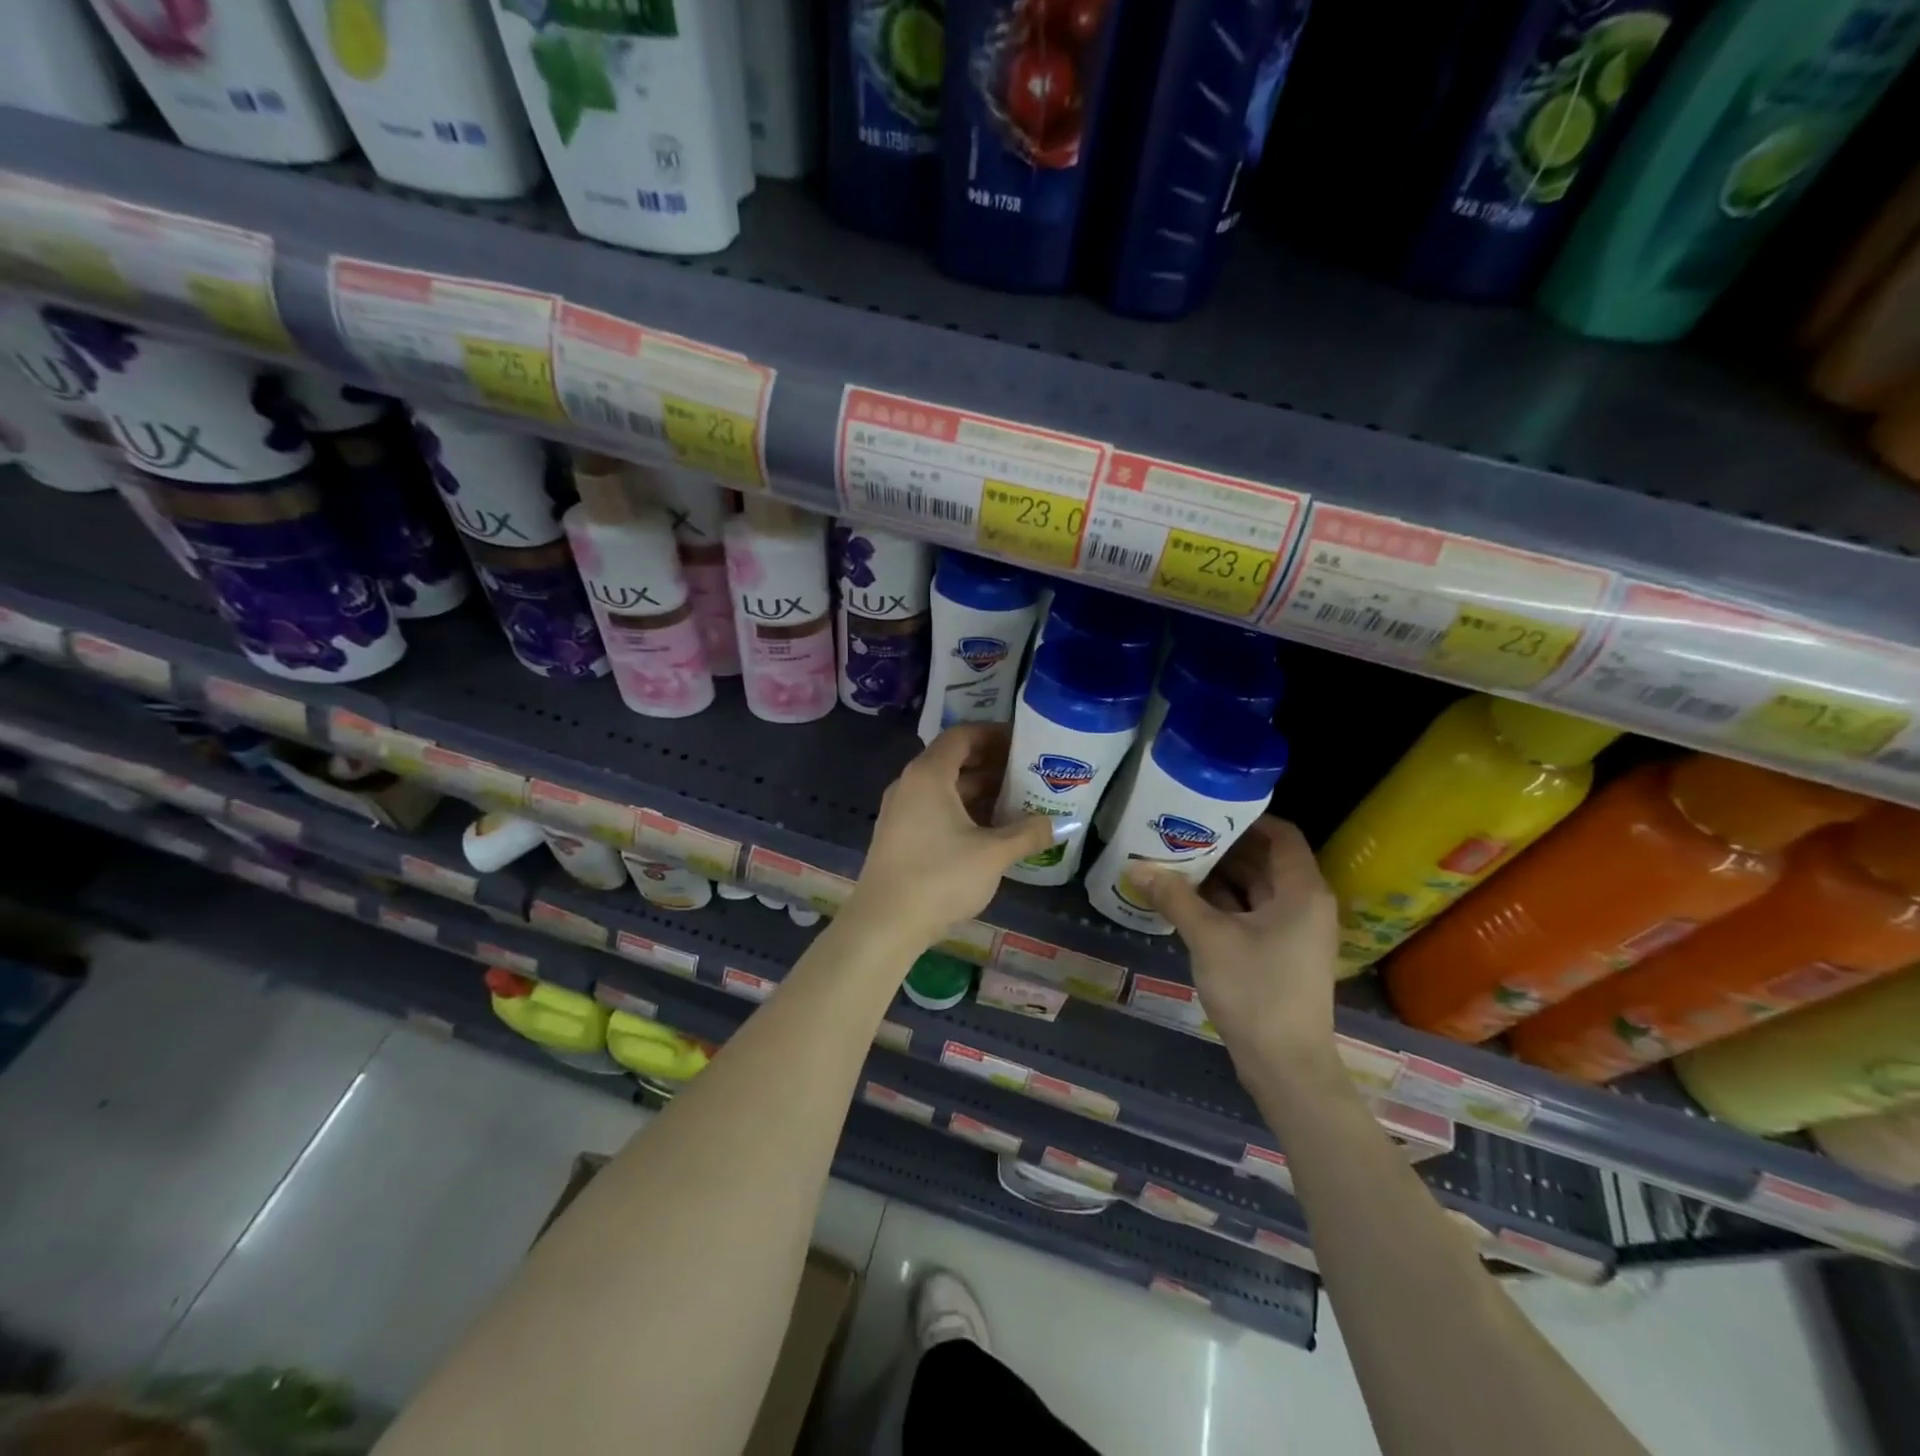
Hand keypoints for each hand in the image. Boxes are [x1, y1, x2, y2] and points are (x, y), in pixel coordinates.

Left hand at [846, 725, 1056, 945]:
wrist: (885, 924)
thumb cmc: (940, 878)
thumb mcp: (992, 854)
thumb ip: (1028, 834)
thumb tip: (1060, 824)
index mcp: (928, 775)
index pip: (961, 736)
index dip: (992, 734)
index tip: (1022, 742)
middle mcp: (909, 784)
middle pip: (952, 760)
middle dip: (990, 764)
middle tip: (1026, 772)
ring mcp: (900, 811)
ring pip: (943, 787)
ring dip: (977, 790)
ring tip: (1014, 801)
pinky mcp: (898, 836)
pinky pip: (933, 808)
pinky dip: (961, 810)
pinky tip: (987, 830)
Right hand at [1135, 818, 1339, 1071]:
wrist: (1286, 1066)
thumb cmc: (1256, 991)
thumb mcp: (1209, 937)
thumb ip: (1174, 897)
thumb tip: (1135, 866)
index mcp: (1302, 891)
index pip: (1281, 834)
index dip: (1247, 818)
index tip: (1206, 809)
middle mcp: (1304, 904)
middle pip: (1265, 860)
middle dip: (1223, 847)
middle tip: (1179, 831)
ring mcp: (1293, 931)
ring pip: (1254, 889)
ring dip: (1218, 876)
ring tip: (1174, 859)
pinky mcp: (1279, 954)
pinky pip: (1250, 914)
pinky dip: (1222, 904)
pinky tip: (1185, 899)